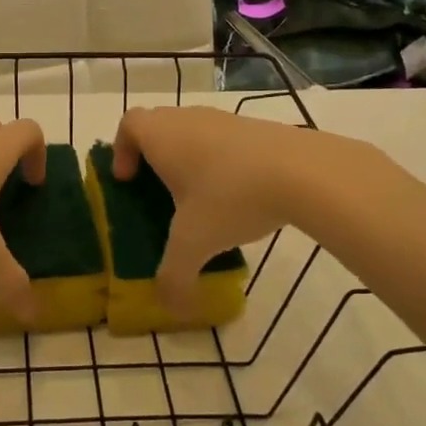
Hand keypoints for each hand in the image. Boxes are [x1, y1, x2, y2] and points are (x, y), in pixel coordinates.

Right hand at [112, 107, 310, 312]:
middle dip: (153, 156)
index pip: (129, 124)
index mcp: (162, 136)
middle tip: (160, 192)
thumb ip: (174, 277)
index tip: (129, 180)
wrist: (303, 171)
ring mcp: (225, 119)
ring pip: (194, 131)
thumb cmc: (230, 196)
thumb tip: (168, 307)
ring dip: (189, 158)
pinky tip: (238, 195)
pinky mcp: (256, 127)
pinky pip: (224, 140)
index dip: (121, 149)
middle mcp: (188, 119)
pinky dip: (221, 161)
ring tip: (201, 199)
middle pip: (159, 125)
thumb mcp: (195, 244)